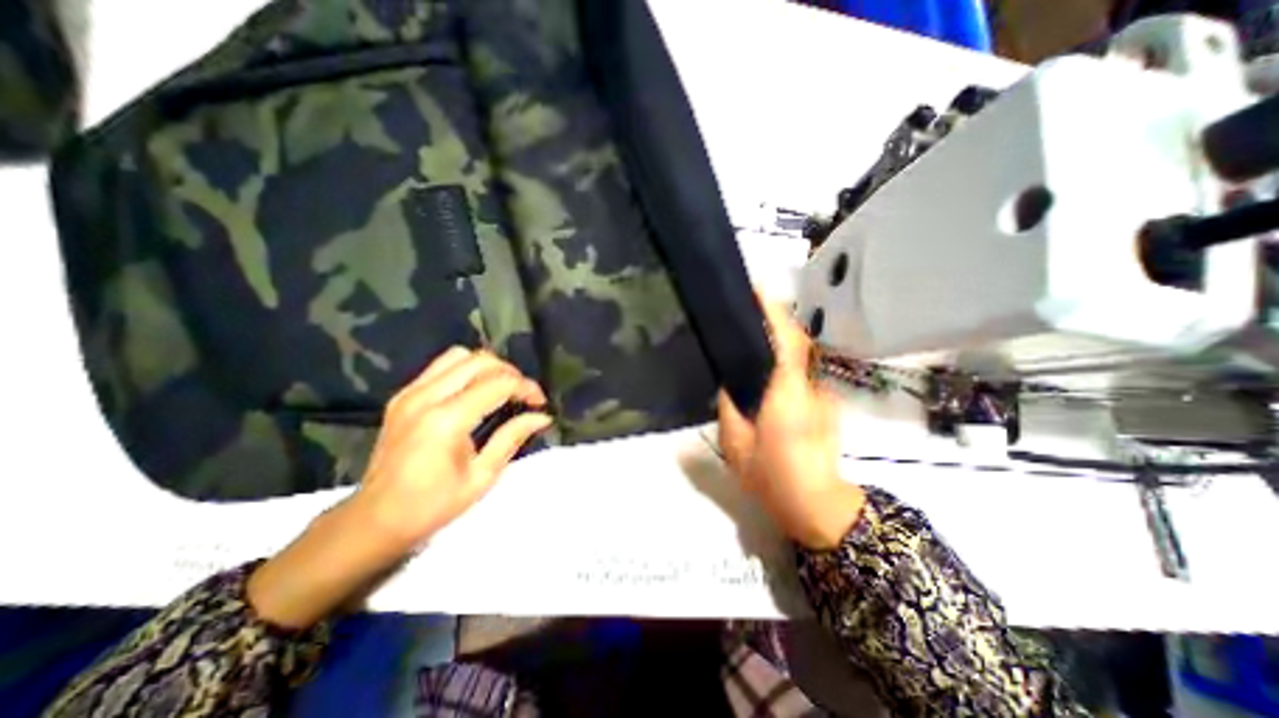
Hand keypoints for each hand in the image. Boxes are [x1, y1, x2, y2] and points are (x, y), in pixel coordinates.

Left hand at [355, 348, 549, 550]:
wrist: (375, 520)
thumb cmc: (432, 505)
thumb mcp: (481, 477)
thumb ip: (512, 438)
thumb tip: (542, 417)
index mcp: (446, 420)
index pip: (498, 384)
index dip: (526, 388)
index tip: (540, 403)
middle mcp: (425, 397)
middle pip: (479, 361)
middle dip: (510, 372)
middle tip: (523, 395)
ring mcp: (410, 393)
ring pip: (459, 356)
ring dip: (487, 367)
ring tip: (501, 389)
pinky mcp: (402, 395)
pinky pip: (441, 367)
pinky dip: (465, 371)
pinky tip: (474, 392)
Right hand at [719, 298, 868, 550]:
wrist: (816, 505)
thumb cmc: (772, 478)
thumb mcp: (735, 444)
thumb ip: (729, 406)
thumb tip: (728, 380)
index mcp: (787, 396)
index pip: (787, 343)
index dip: (774, 314)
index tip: (757, 291)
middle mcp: (810, 387)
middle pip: (799, 340)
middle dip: (778, 317)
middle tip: (749, 306)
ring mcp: (822, 394)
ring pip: (803, 353)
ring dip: (783, 335)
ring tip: (754, 328)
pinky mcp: (825, 401)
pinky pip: (803, 368)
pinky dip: (787, 355)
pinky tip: (768, 361)